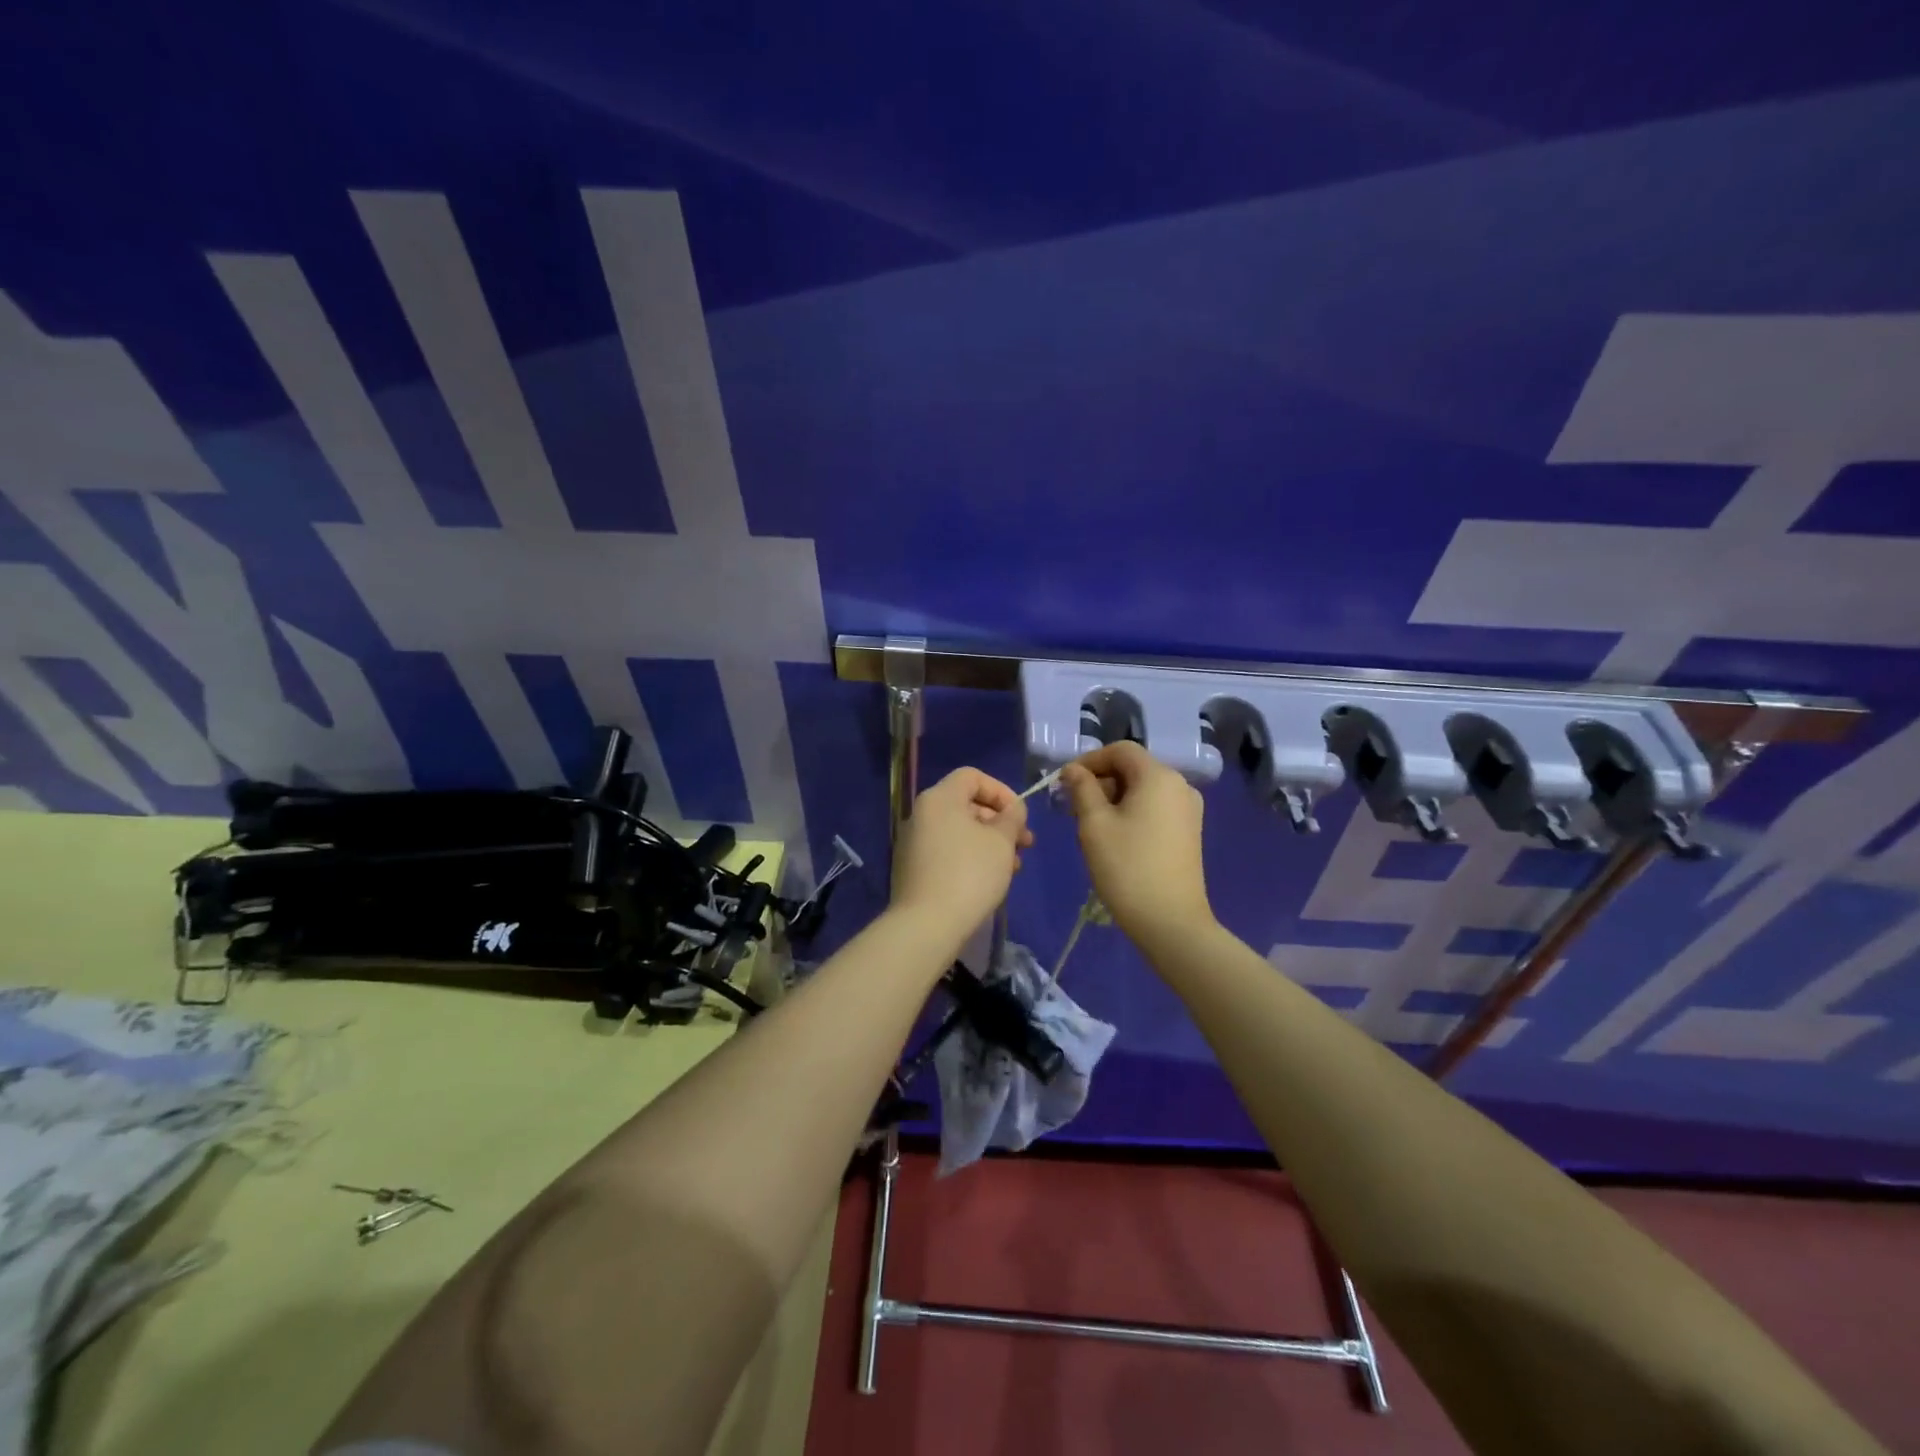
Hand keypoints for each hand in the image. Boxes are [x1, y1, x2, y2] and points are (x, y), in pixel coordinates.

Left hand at [890, 768, 1033, 949]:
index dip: (1001, 791)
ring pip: (959, 831)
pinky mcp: (913, 869)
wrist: (927, 925)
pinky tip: (991, 880)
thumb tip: (1013, 809)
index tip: (1020, 816)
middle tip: (1025, 844)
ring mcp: (913, 842)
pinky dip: (971, 857)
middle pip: (966, 804)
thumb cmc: (970, 874)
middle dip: (1000, 821)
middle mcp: (921, 814)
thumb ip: (1012, 817)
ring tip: (1014, 867)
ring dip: (990, 842)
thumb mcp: (1001, 841)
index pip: (972, 776)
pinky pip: (947, 851)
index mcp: (939, 798)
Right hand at [1061, 743, 1213, 946]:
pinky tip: (1114, 837)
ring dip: (1113, 798)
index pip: (1120, 750)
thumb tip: (1074, 770)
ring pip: (1143, 789)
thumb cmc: (1127, 867)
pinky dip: (1131, 812)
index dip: (1089, 759)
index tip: (1065, 782)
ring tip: (1089, 825)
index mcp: (1159, 776)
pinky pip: (1155, 808)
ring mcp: (1188, 809)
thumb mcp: (1094, 824)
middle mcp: (1180, 785)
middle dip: (1100, 781)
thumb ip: (1082, 788)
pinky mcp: (1189, 831)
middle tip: (1072, 807)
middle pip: (1133, 768)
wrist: (1170, 921)